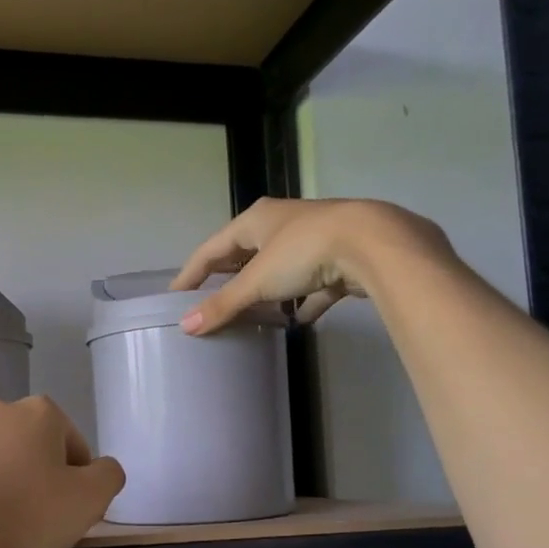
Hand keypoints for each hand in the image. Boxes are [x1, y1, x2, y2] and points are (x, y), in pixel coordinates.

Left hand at [0, 396, 124, 547]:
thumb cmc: (22, 516)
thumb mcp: (88, 501)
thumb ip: (108, 477)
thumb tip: (103, 469)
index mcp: (37, 414)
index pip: (73, 443)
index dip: (78, 480)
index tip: (70, 513)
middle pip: (28, 447)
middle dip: (35, 477)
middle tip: (36, 521)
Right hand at [171, 197, 450, 334]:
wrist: (374, 244)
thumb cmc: (304, 252)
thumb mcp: (257, 281)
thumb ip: (223, 305)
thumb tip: (186, 327)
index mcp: (256, 220)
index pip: (212, 248)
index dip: (191, 272)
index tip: (175, 295)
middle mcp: (282, 225)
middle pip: (245, 255)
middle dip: (228, 279)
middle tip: (209, 304)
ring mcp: (312, 242)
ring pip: (279, 270)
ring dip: (265, 292)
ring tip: (249, 316)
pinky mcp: (338, 261)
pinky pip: (312, 286)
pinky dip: (302, 303)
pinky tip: (297, 321)